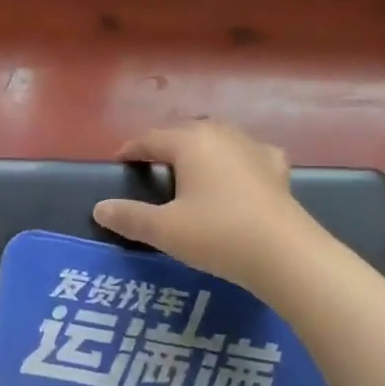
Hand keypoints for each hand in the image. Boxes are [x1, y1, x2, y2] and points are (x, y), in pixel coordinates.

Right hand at [92, 121, 315, 293]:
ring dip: (200, 148)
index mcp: (190, 142)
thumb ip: (130, 217)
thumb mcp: (164, 230)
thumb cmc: (217, 234)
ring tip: (190, 166)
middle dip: (166, 143)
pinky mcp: (276, 169)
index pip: (151, 138)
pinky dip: (237, 159)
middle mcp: (221, 135)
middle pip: (186, 131)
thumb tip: (99, 208)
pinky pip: (249, 154)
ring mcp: (253, 149)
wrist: (285, 254)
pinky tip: (239, 171)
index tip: (119, 161)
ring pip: (218, 137)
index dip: (132, 149)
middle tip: (151, 163)